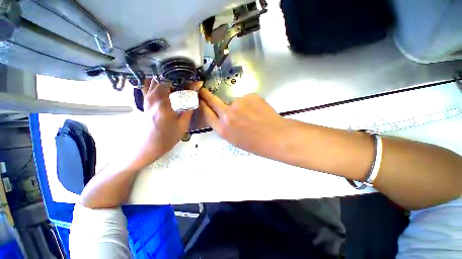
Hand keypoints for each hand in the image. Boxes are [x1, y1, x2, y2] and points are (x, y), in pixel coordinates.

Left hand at [133, 79, 201, 166]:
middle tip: (188, 83)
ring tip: (178, 83)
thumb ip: (189, 107)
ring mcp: (147, 98)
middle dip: (177, 78)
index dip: (188, 83)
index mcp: (163, 103)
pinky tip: (165, 87)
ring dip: (166, 79)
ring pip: (154, 80)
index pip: (177, 85)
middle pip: (164, 78)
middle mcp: (153, 97)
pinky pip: (148, 86)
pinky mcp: (145, 101)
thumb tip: (195, 94)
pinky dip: (156, 82)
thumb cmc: (168, 137)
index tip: (197, 84)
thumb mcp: (183, 124)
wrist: (150, 146)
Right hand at [199, 88, 288, 157]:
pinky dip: (249, 103)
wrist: (275, 136)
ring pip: (233, 101)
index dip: (203, 106)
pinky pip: (246, 99)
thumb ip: (225, 126)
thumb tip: (223, 115)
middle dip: (206, 95)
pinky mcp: (250, 96)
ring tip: (251, 114)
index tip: (200, 100)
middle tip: (204, 90)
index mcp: (223, 129)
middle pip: (213, 101)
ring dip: (238, 106)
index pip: (206, 113)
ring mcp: (239, 103)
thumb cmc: (255, 143)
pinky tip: (257, 111)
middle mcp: (227, 114)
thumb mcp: (234, 139)